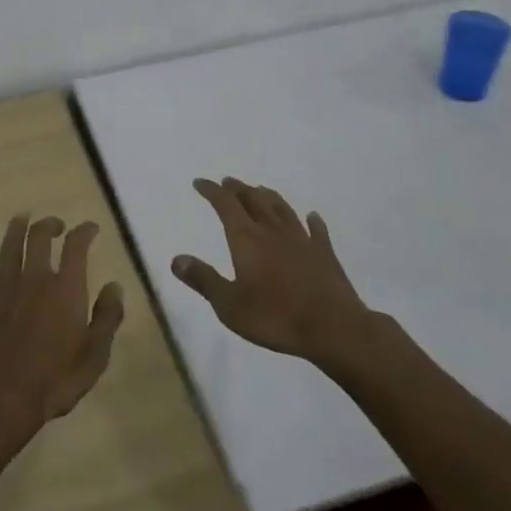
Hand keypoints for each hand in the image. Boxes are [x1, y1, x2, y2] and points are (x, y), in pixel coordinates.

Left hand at [0, 215, 124, 455]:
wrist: (1, 399)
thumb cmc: (55, 380)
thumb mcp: (95, 354)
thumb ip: (107, 317)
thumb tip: (114, 286)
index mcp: (65, 289)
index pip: (76, 247)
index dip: (84, 232)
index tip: (90, 228)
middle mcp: (34, 280)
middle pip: (38, 239)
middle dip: (48, 225)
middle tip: (55, 224)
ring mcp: (5, 292)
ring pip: (9, 250)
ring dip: (15, 230)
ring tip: (21, 218)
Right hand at [172, 178, 373, 365]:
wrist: (333, 327)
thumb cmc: (275, 317)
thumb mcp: (229, 305)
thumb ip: (203, 280)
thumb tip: (176, 258)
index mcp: (247, 239)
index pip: (225, 204)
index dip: (211, 191)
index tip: (200, 182)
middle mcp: (272, 230)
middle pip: (253, 200)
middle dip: (237, 189)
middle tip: (227, 182)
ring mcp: (301, 239)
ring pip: (282, 209)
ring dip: (268, 196)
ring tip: (259, 189)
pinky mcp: (324, 253)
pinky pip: (316, 230)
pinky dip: (312, 220)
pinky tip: (311, 216)